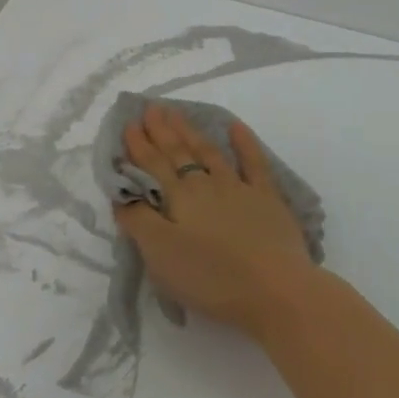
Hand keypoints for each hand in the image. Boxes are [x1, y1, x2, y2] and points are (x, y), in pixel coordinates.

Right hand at [113, 103, 321, 340]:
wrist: (274, 289)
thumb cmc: (211, 277)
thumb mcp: (161, 255)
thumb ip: (139, 222)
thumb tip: (124, 195)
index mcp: (178, 198)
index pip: (153, 165)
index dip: (139, 145)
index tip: (129, 124)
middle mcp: (206, 185)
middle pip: (179, 153)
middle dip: (162, 131)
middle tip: (151, 108)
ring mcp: (239, 188)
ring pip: (209, 153)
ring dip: (191, 132)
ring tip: (178, 114)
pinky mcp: (267, 199)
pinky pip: (254, 162)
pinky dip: (244, 142)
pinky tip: (235, 127)